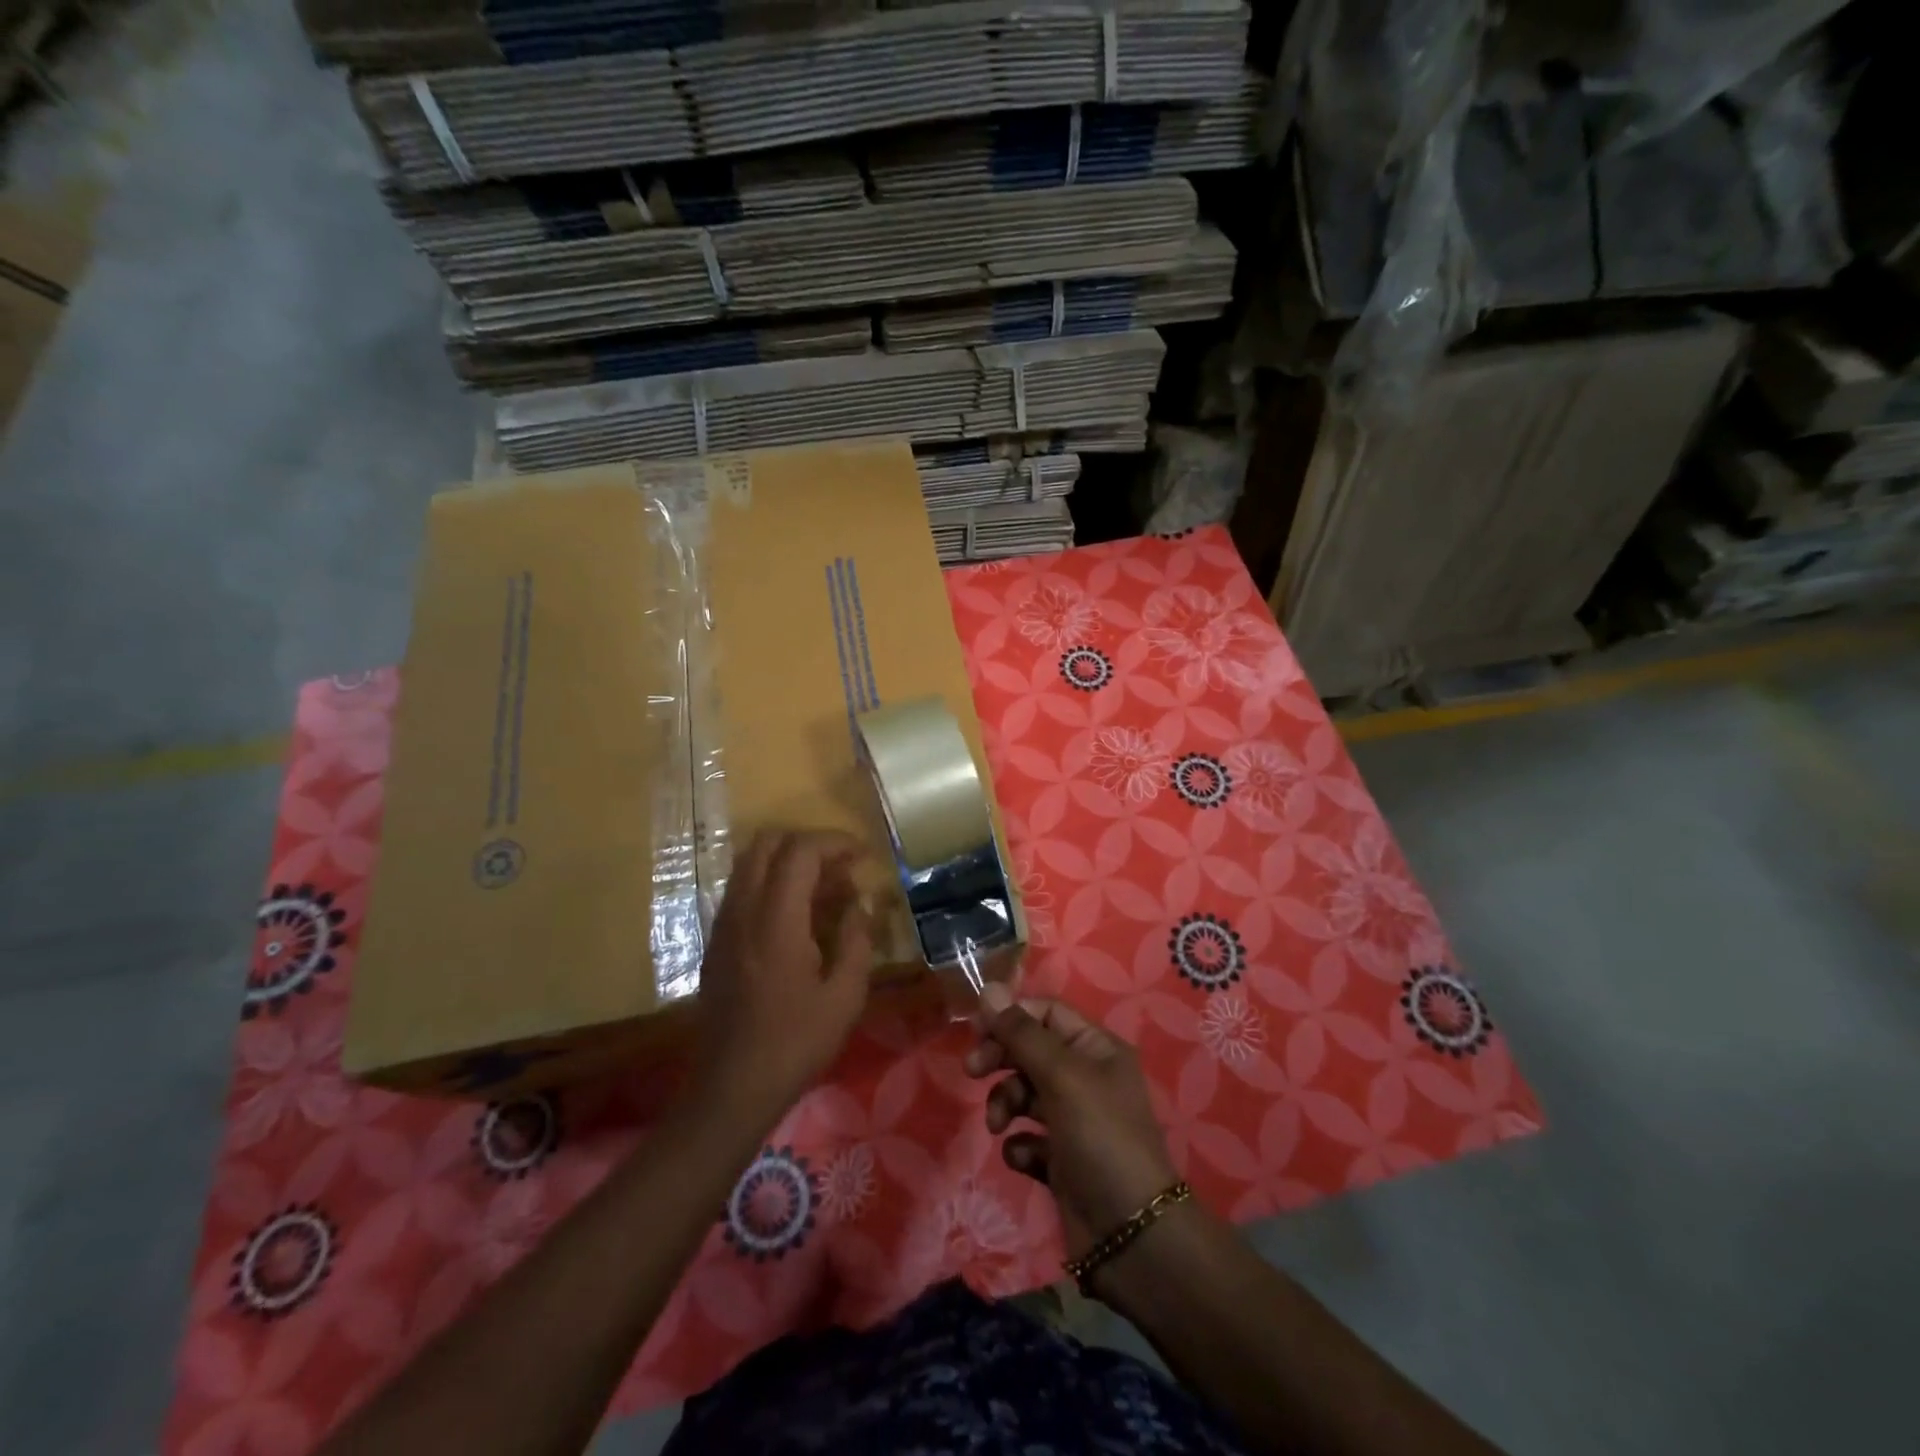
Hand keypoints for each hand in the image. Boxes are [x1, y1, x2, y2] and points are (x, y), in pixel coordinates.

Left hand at [692, 830, 873, 1127]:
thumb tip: (859, 903)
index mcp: (776, 919)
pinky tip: (797, 918)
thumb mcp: (844, 997)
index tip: (864, 857)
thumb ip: (856, 940)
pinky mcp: (716, 941)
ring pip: (750, 863)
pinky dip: (771, 884)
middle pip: (767, 843)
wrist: (731, 1089)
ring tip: (824, 892)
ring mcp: (723, 924)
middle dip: (809, 844)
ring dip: (788, 862)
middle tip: (841, 870)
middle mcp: (743, 910)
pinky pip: (742, 889)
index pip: (801, 850)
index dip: (836, 842)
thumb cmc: (795, 1044)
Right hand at [965, 983, 1178, 1258]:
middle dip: (1000, 1059)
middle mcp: (1086, 1078)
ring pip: (1024, 1093)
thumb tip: (988, 988)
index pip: (1046, 1013)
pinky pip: (1028, 1138)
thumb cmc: (1101, 1138)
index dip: (1011, 1017)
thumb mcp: (1062, 1076)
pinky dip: (1020, 1144)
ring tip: (998, 1125)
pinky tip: (1024, 1158)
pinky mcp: (1062, 1161)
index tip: (977, 1031)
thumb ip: (1022, 1034)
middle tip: (972, 1071)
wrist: (1133, 1236)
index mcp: (1096, 1049)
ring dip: (1005, 1103)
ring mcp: (1074, 1121)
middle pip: (1030, 1050)